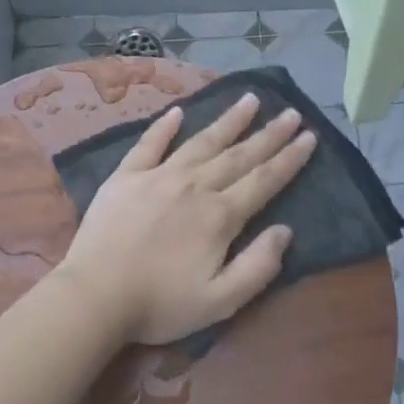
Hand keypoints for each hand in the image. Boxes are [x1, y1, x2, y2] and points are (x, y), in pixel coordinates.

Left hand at [58, 95, 317, 346]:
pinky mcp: (125, 177)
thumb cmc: (160, 305)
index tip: (309, 136)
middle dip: (269, 133)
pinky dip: (164, 127)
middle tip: (291, 112)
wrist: (94, 297)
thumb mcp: (220, 301)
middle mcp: (194, 186)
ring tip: (249, 99)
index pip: (264, 180)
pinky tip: (177, 112)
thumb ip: (258, 266)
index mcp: (219, 216)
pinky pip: (149, 144)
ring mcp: (158, 176)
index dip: (290, 158)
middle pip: (239, 155)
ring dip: (228, 120)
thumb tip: (285, 231)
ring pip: (201, 141)